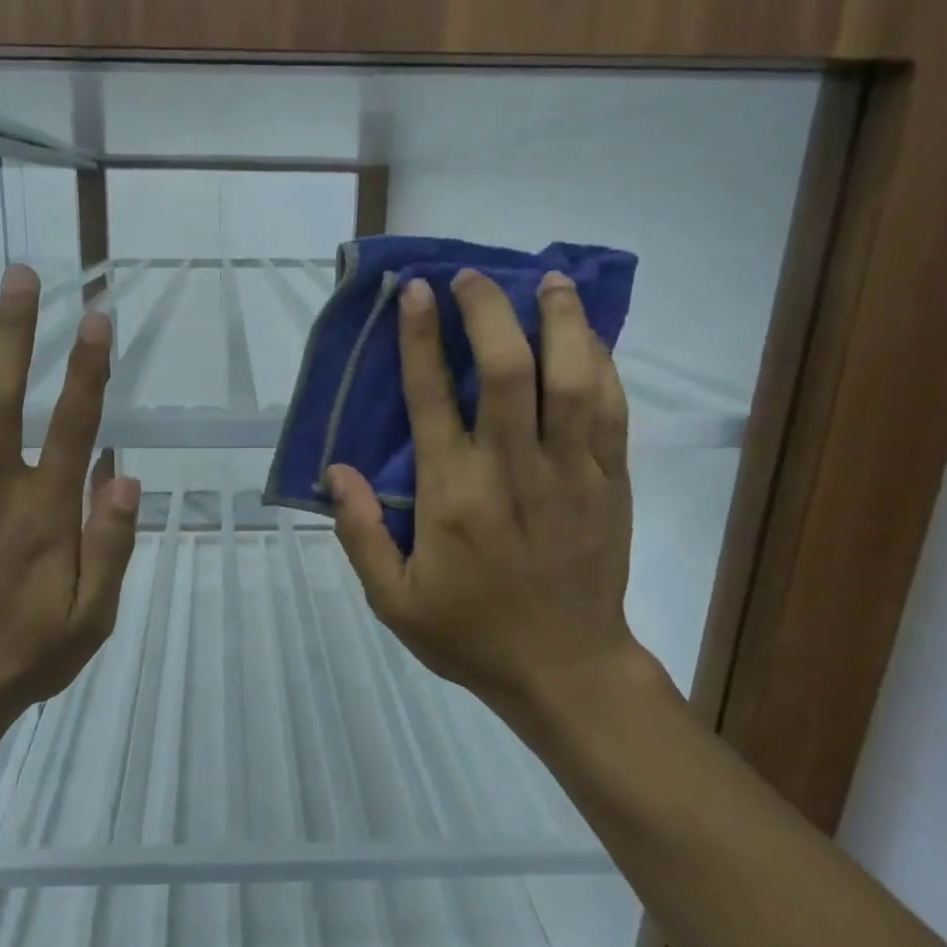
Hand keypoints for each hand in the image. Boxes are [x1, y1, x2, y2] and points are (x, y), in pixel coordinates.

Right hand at [330, 270, 643, 739]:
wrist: (565, 668)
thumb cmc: (470, 633)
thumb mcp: (393, 600)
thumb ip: (361, 533)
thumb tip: (335, 470)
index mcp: (452, 496)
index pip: (430, 398)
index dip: (420, 337)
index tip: (416, 291)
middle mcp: (511, 471)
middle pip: (505, 369)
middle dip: (488, 311)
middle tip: (474, 277)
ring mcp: (570, 473)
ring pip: (570, 378)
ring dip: (559, 321)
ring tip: (548, 281)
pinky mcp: (611, 483)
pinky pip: (611, 410)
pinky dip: (601, 364)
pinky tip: (589, 336)